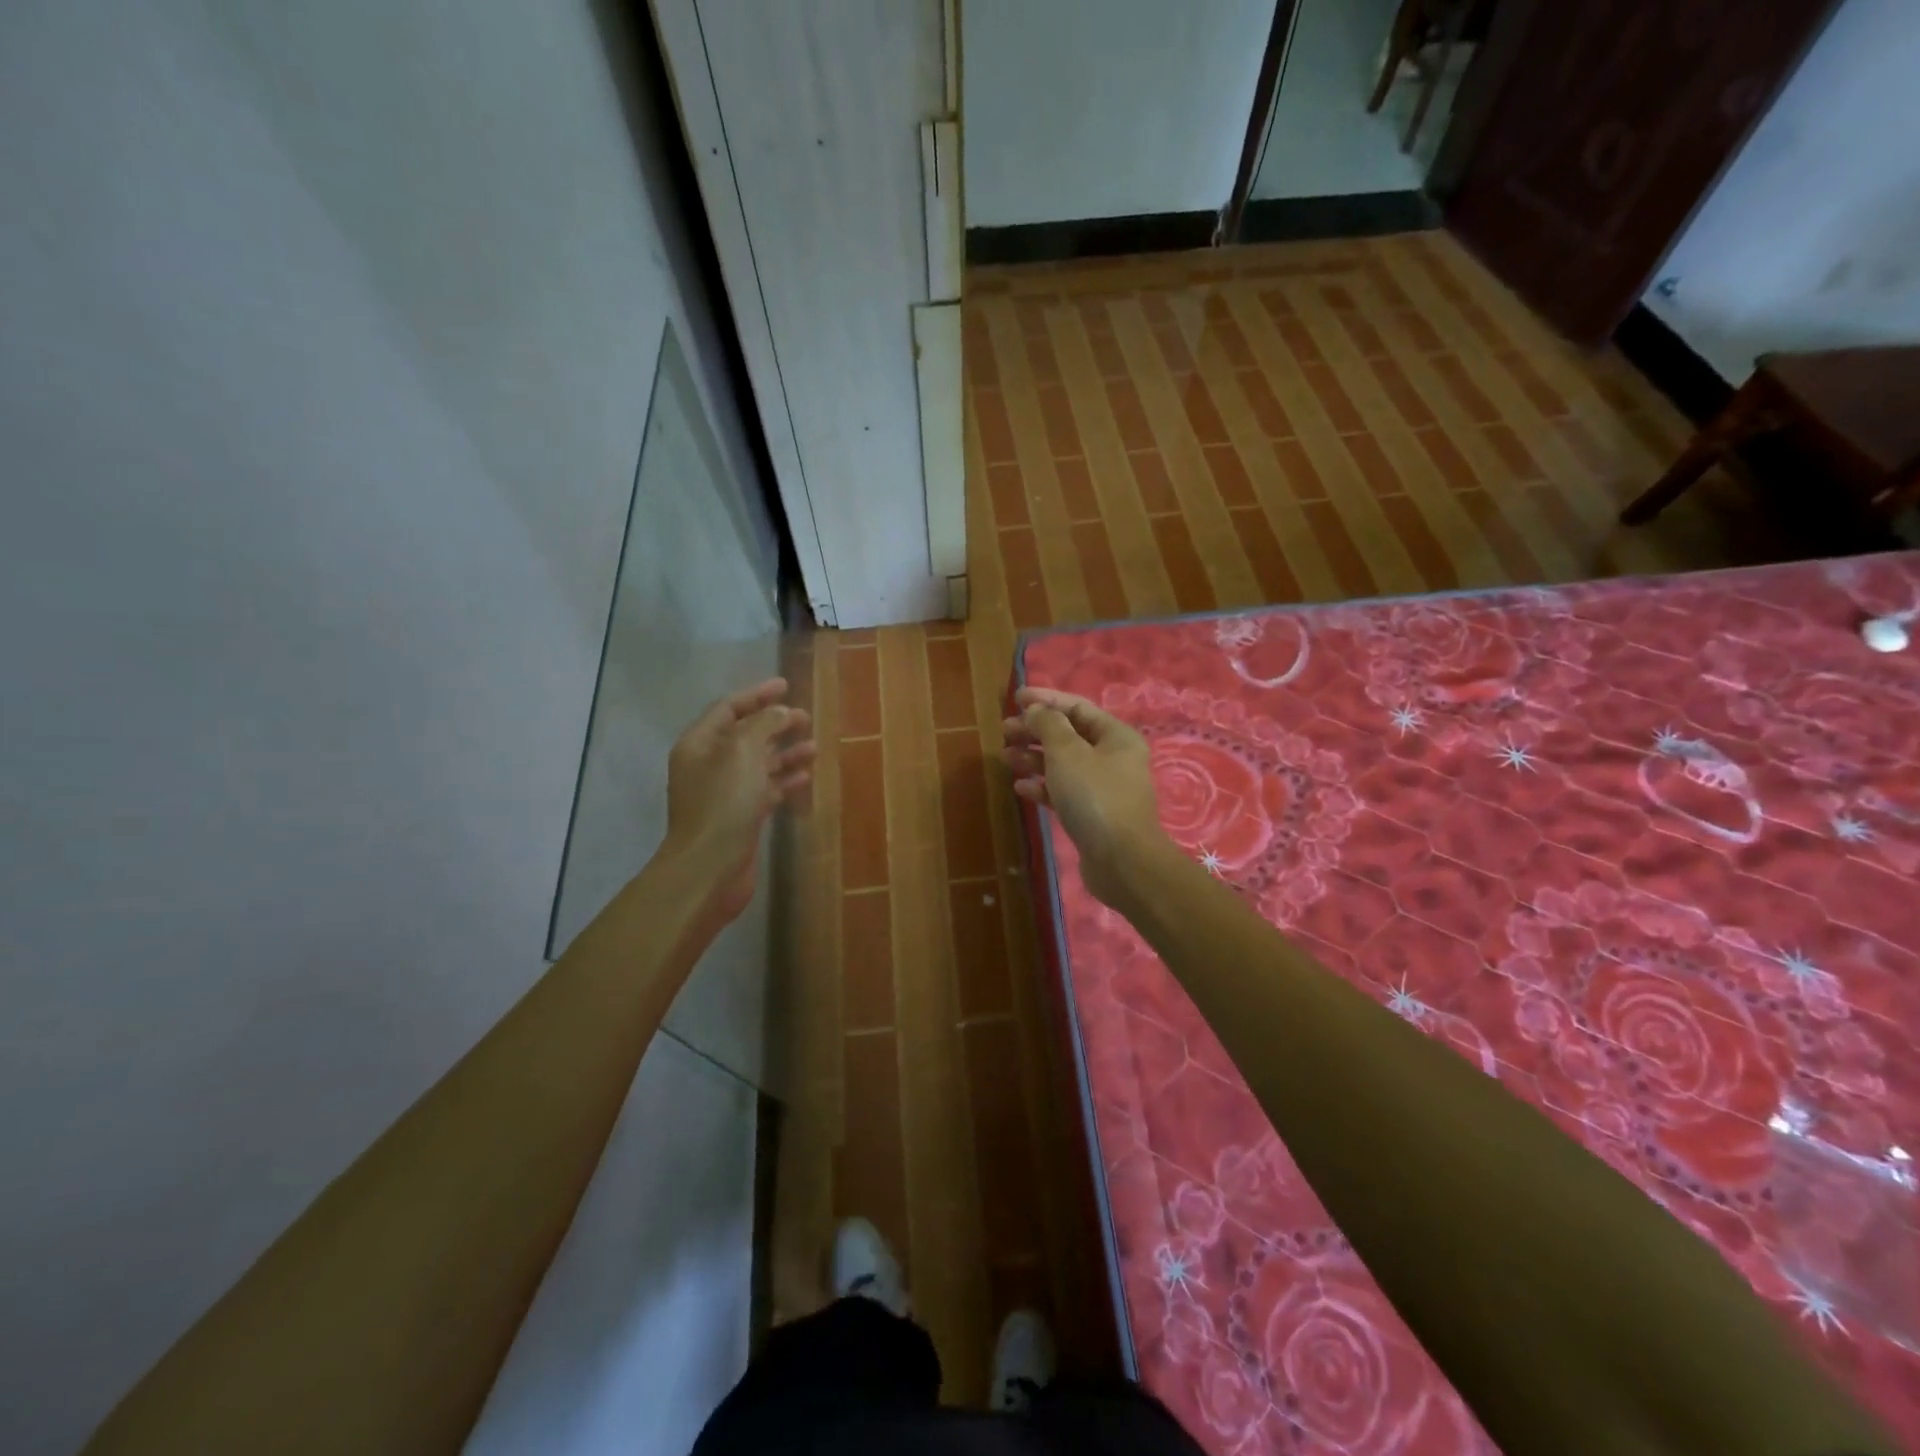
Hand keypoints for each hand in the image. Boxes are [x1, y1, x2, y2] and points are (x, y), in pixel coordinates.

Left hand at [664, 678, 815, 924]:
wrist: (709, 868)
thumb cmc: (724, 803)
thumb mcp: (744, 752)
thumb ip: (764, 724)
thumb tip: (780, 712)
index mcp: (700, 743)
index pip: (729, 708)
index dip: (757, 694)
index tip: (786, 686)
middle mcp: (708, 765)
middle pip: (745, 735)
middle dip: (775, 724)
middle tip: (805, 718)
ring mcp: (723, 793)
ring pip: (757, 763)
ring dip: (784, 753)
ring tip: (814, 746)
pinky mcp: (738, 818)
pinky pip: (764, 789)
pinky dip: (783, 781)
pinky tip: (805, 777)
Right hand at [1002, 687, 1168, 905]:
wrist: (1122, 862)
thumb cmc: (1095, 797)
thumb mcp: (1067, 752)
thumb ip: (1047, 725)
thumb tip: (1035, 710)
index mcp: (1116, 736)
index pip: (1077, 707)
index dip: (1045, 700)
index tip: (1015, 698)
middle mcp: (1114, 758)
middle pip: (1069, 735)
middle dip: (1035, 730)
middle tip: (1004, 730)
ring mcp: (1104, 789)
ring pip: (1064, 764)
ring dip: (1034, 758)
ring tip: (1006, 757)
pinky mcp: (1093, 815)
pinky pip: (1064, 792)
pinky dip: (1043, 786)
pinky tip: (1021, 788)